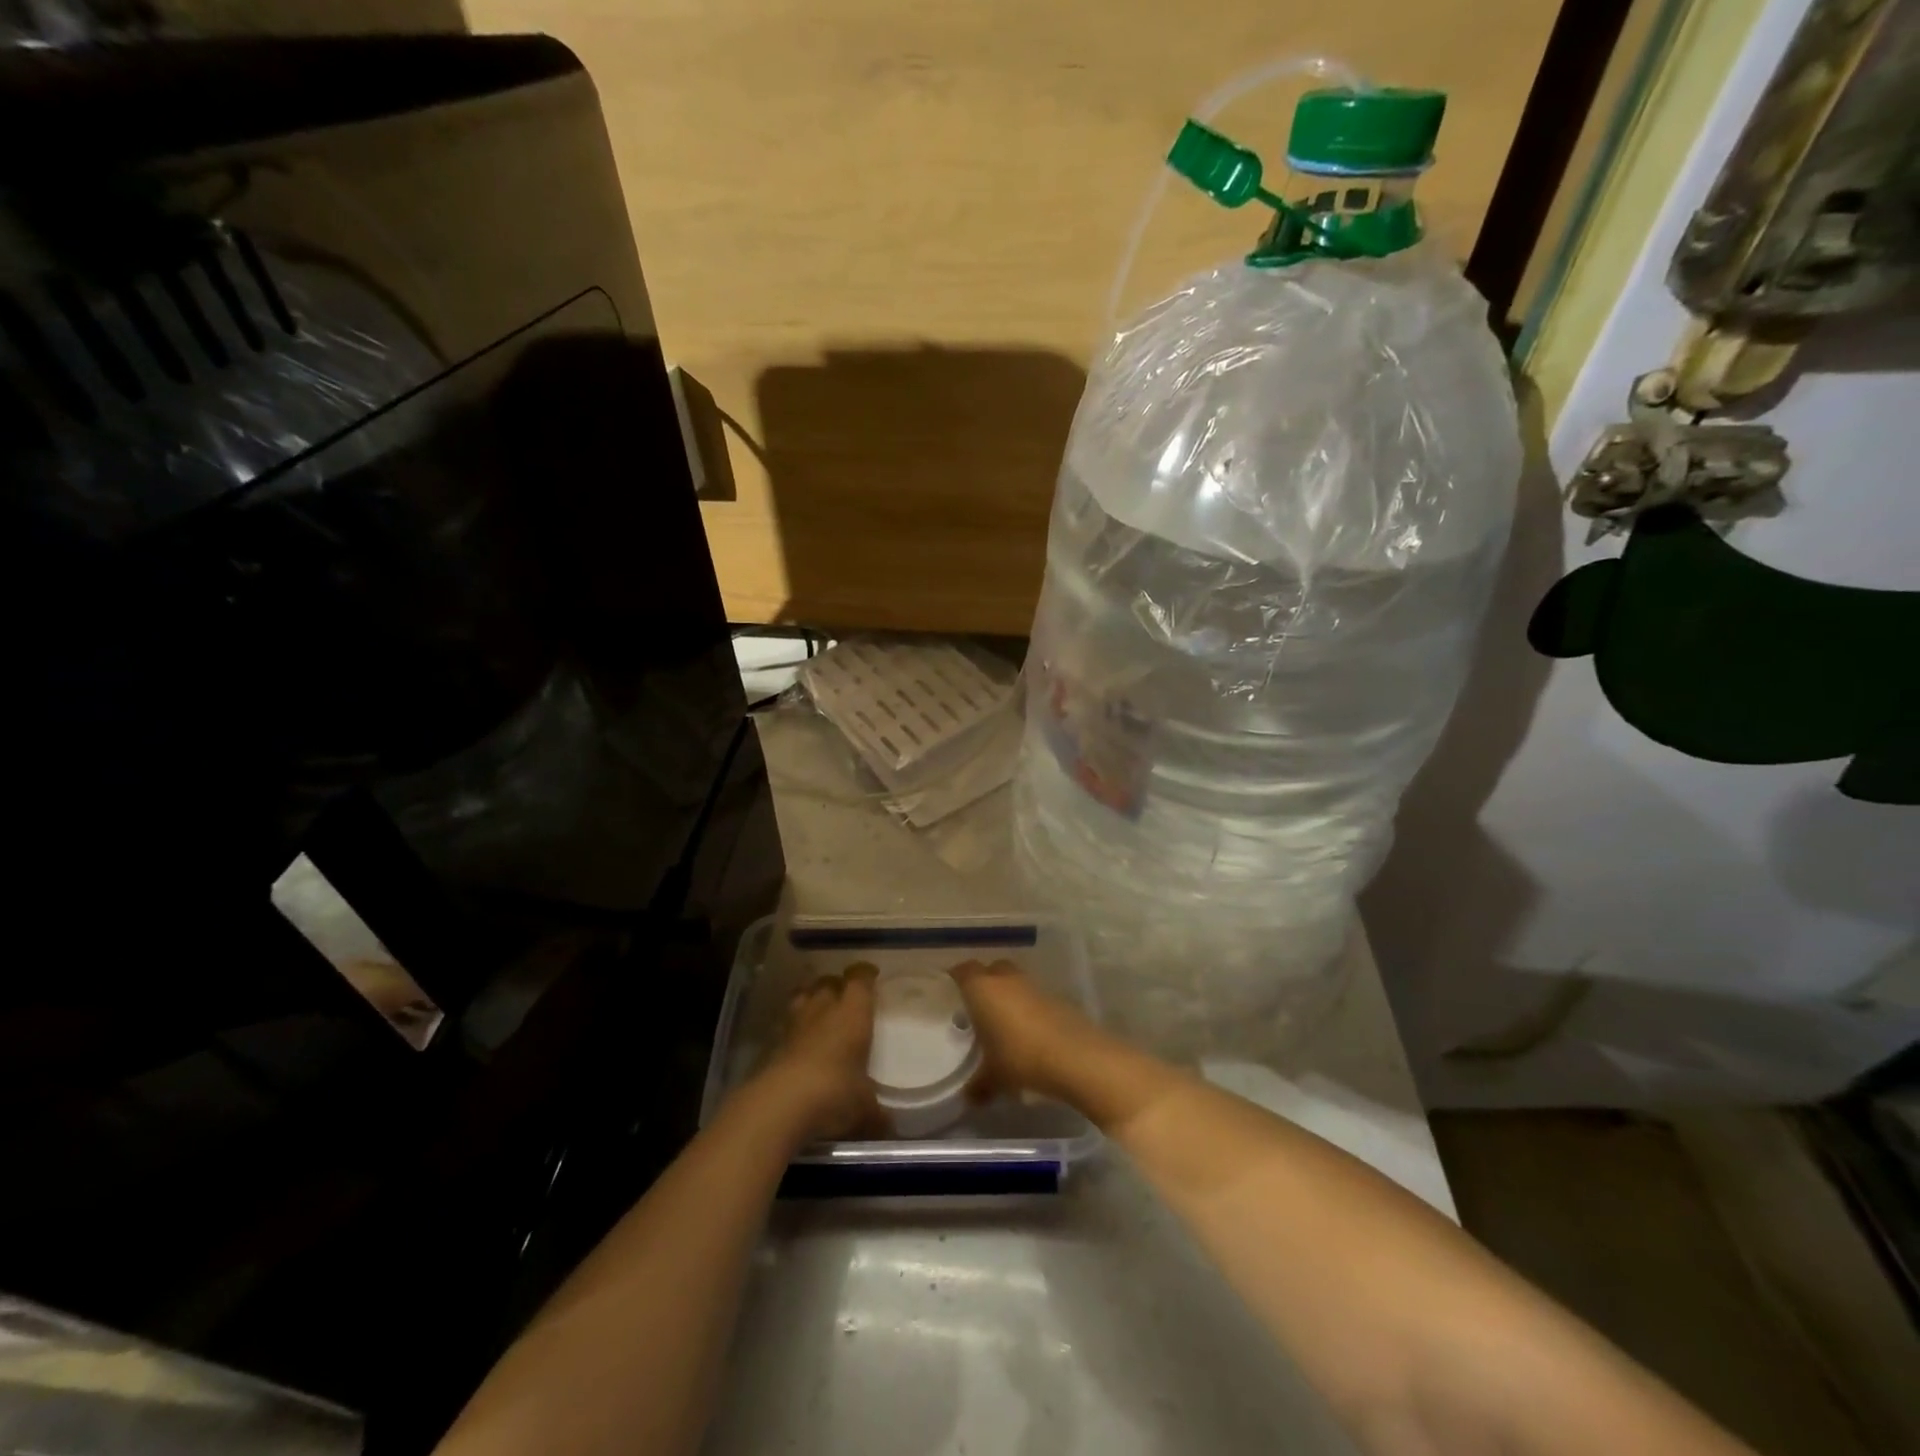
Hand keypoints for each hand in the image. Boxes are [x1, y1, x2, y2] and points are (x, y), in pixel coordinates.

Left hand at [758, 963, 880, 1141]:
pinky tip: (798, 1041)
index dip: (864, 974)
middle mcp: (823, 1009)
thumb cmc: (835, 1093)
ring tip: (818, 1007)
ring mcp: (794, 1024)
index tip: (871, 975)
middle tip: (844, 995)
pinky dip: (793, 1027)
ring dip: (810, 997)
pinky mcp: (772, 1043)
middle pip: (828, 982)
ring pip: (802, 996)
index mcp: (852, 1013)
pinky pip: (786, 1024)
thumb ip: (877, 1114)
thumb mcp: (865, 1109)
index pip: (859, 979)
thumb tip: (889, 1127)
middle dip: (836, 984)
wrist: (781, 1104)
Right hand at [950, 959, 1094, 1102]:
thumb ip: (978, 1085)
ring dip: (1009, 994)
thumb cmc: (1020, 1058)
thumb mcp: (994, 1078)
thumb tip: (968, 1097)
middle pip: (991, 970)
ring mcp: (1034, 985)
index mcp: (982, 989)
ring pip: (1015, 981)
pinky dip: (1029, 1007)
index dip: (956, 978)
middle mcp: (1006, 979)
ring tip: (1004, 1021)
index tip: (951, 991)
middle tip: (978, 1006)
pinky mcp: (1056, 997)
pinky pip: (1034, 996)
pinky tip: (1029, 1031)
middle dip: (985, 982)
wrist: (1075, 1056)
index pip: (963, 971)